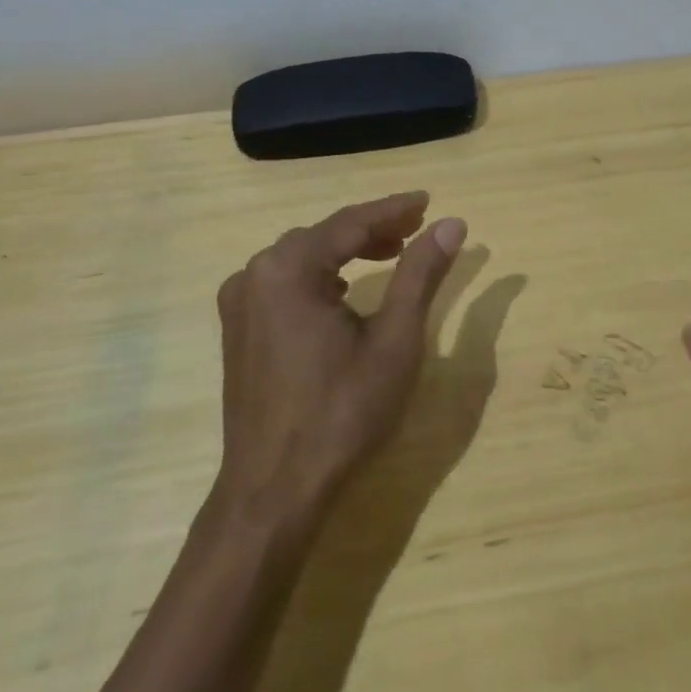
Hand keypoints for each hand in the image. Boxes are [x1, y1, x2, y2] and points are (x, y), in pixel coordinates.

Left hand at [214, 192, 465, 522]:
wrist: (274, 491)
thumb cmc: (342, 412)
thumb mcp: (394, 340)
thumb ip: (420, 274)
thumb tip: (451, 225)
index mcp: (288, 268)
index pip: (350, 222)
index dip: (394, 209)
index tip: (429, 200)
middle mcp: (254, 274)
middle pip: (324, 236)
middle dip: (372, 229)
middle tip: (416, 229)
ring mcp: (240, 303)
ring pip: (303, 258)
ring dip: (347, 251)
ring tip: (391, 253)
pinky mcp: (239, 330)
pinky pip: (285, 282)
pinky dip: (321, 275)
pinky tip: (345, 288)